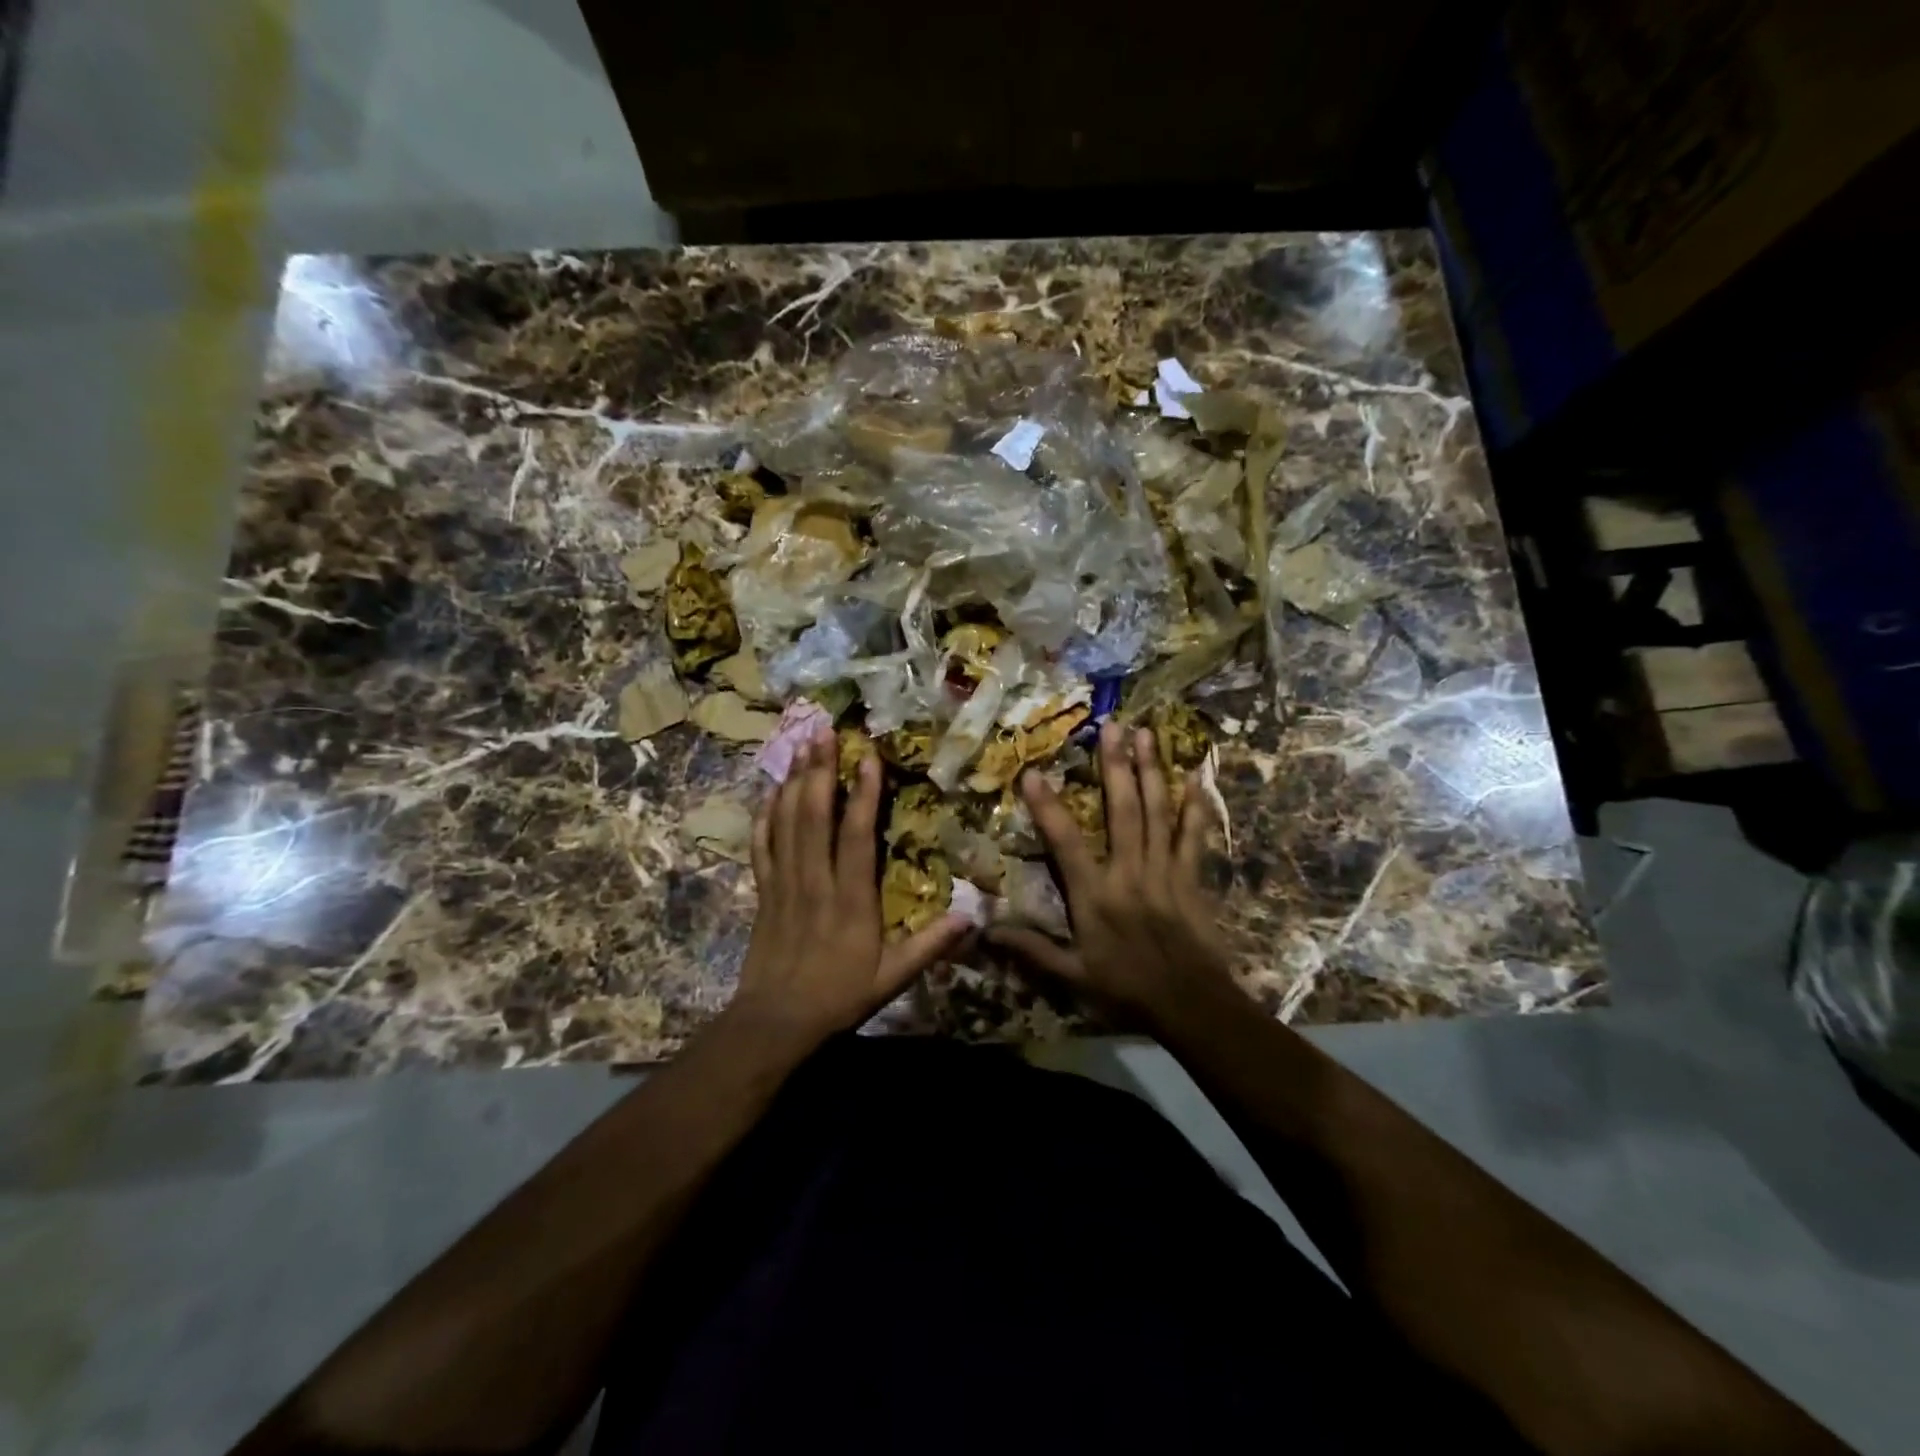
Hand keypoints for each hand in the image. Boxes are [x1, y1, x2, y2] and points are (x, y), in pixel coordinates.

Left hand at [731, 725, 967, 1047]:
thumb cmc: (838, 996)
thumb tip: (971, 918)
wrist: (775, 1022)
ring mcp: (784, 883)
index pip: (856, 837)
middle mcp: (815, 881)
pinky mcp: (763, 891)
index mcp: (850, 900)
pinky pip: (761, 845)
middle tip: (824, 731)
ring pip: (786, 822)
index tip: (868, 759)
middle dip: (819, 770)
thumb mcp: (892, 978)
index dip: (862, 796)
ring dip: (794, 781)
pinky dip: (765, 815)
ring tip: (801, 745)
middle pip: (813, 815)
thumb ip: (930, 946)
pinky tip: (771, 791)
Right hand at [989, 721, 1236, 1032]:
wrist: (1192, 1006)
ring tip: (1147, 734)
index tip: (1033, 772)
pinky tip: (1196, 777)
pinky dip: (1195, 806)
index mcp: (1095, 895)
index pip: (1066, 843)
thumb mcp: (1072, 975)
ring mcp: (1164, 871)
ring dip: (1152, 771)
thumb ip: (1031, 949)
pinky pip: (1194, 836)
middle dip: (1116, 766)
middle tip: (1112, 725)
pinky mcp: (1192, 877)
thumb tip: (985, 931)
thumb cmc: (1126, 989)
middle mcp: (1129, 873)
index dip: (1048, 807)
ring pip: (1158, 813)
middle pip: (1122, 810)